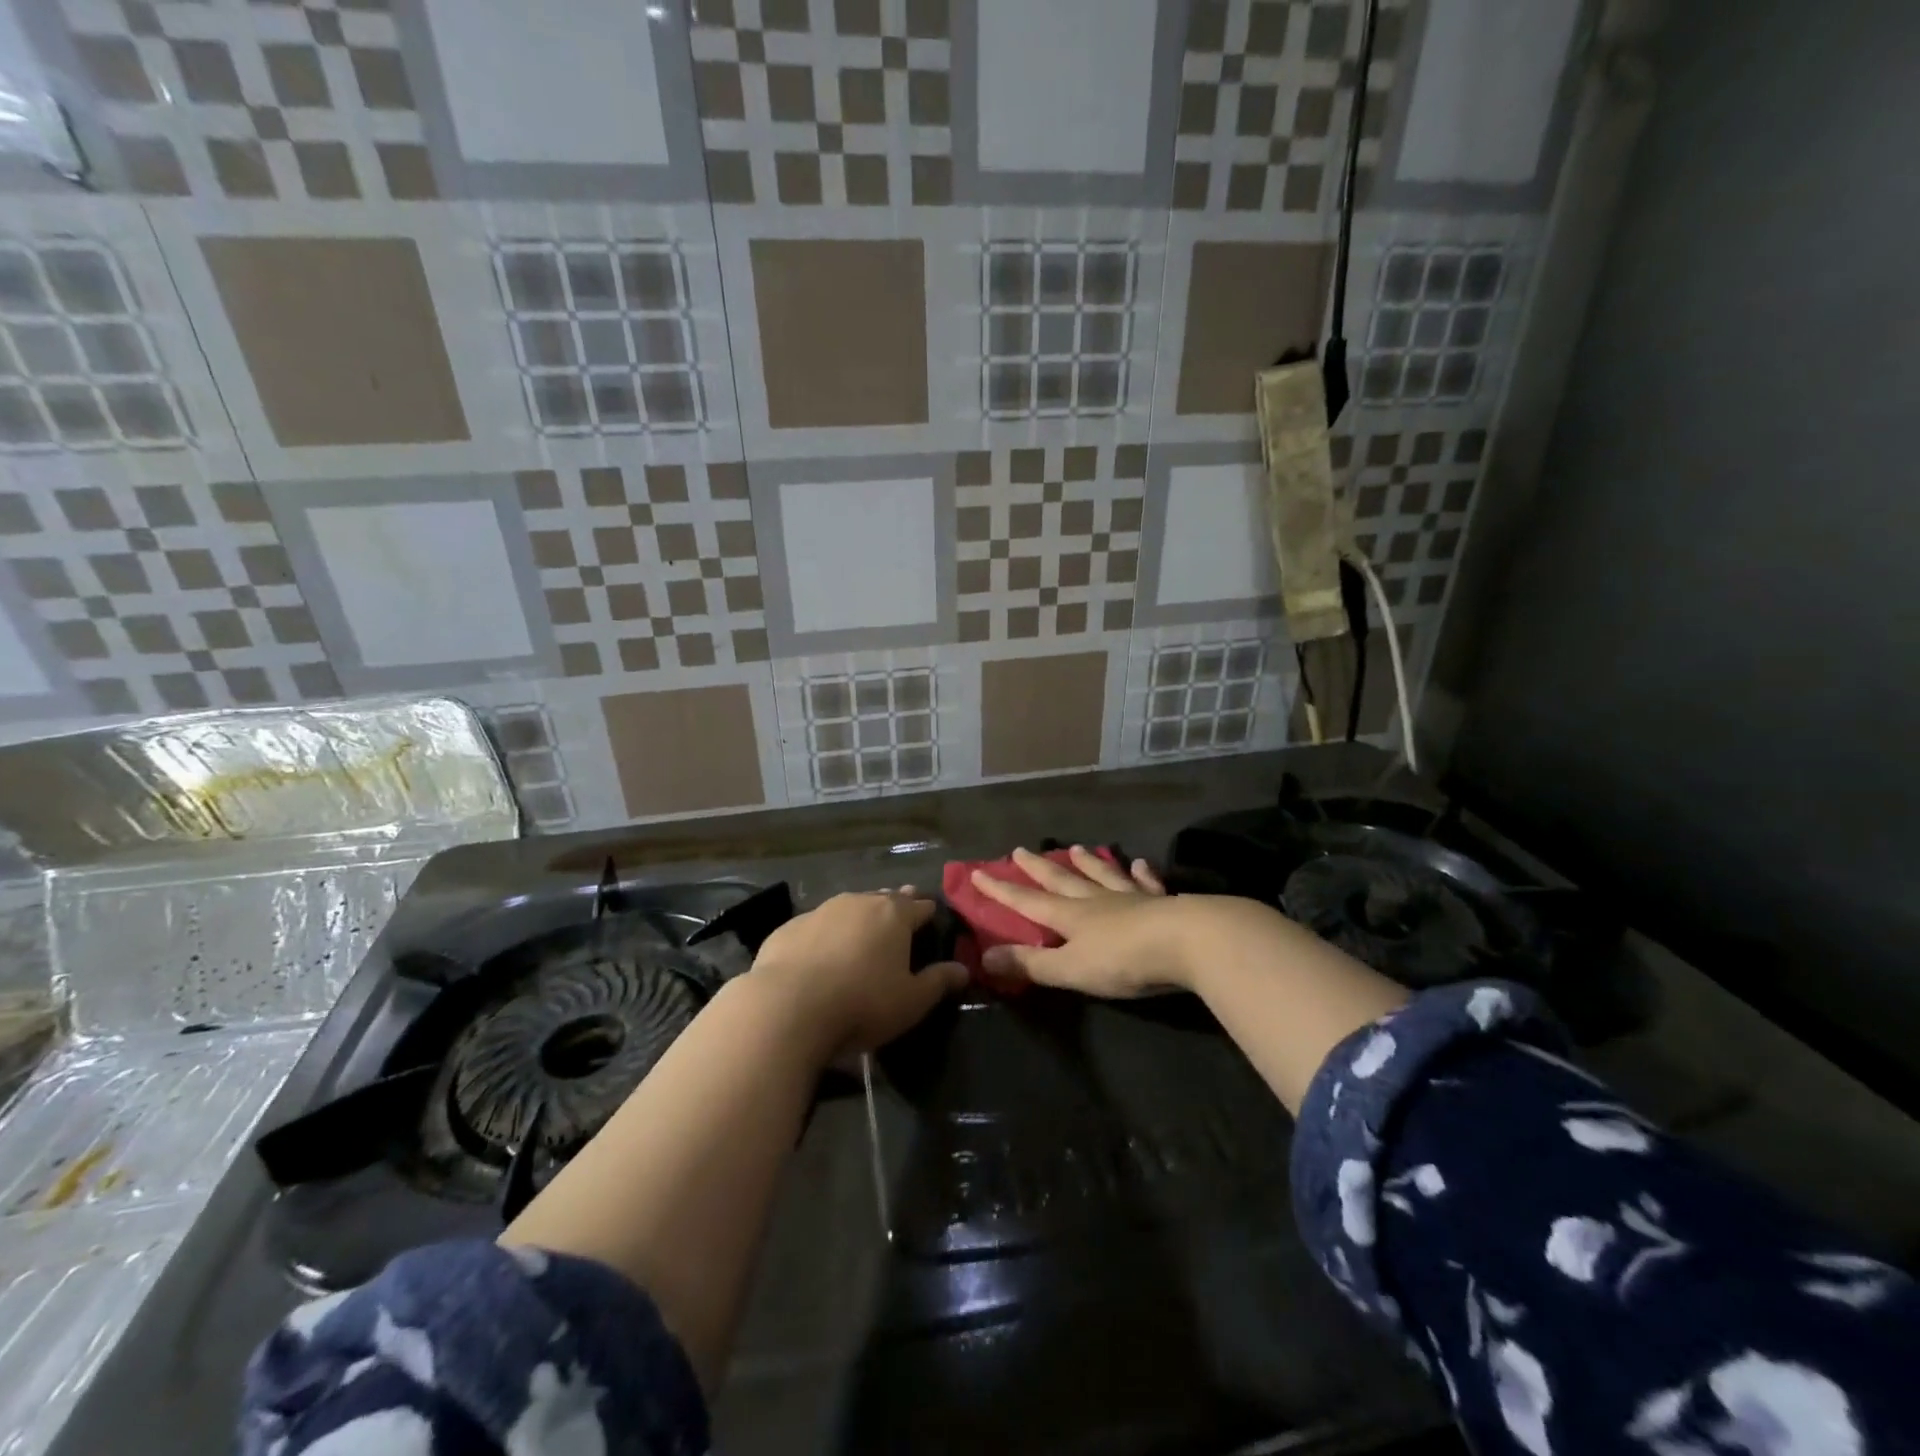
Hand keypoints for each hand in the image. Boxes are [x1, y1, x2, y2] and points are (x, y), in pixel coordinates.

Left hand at [748, 889, 967, 1058]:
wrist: (788, 1007)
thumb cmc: (862, 1003)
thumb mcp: (911, 1001)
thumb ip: (938, 982)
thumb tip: (964, 969)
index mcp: (893, 915)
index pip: (919, 906)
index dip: (927, 911)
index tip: (932, 914)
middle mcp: (858, 902)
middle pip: (884, 899)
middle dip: (895, 905)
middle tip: (900, 913)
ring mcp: (820, 911)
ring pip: (849, 907)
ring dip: (858, 916)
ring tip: (862, 930)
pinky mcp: (789, 928)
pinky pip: (816, 925)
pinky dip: (825, 934)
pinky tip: (821, 951)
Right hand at [969, 845, 1190, 997]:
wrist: (1188, 942)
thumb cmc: (1124, 960)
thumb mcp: (1070, 969)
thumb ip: (1030, 964)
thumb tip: (984, 957)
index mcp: (1070, 917)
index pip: (1027, 901)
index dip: (1001, 890)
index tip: (978, 872)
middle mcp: (1096, 900)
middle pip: (1061, 880)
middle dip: (1038, 868)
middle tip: (1019, 850)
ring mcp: (1130, 897)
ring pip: (1102, 875)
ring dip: (1087, 863)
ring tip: (1074, 848)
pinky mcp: (1163, 902)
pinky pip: (1147, 883)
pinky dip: (1140, 873)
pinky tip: (1139, 863)